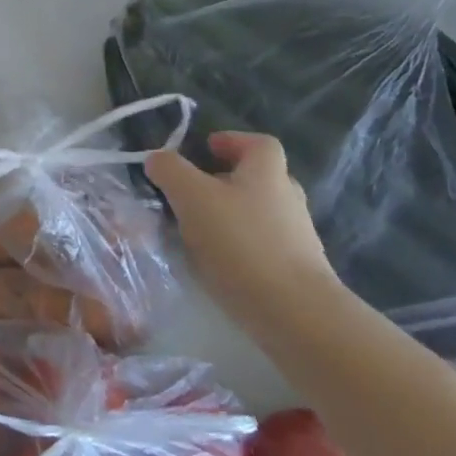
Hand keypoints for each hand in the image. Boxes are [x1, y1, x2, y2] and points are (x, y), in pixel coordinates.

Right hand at [145, 132, 337, 318]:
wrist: (296, 314)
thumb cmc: (242, 242)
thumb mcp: (192, 197)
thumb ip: (170, 171)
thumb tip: (157, 158)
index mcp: (268, 171)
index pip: (257, 142)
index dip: (232, 141)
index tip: (207, 149)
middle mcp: (288, 197)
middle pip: (257, 178)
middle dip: (226, 181)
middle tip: (194, 192)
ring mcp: (298, 237)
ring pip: (259, 214)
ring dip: (231, 217)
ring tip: (199, 232)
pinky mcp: (298, 272)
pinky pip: (263, 247)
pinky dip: (241, 248)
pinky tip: (219, 265)